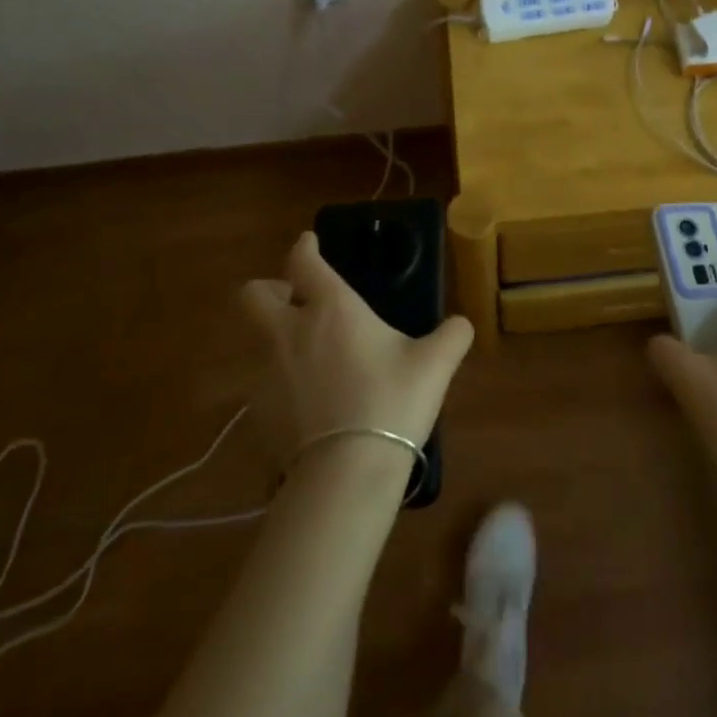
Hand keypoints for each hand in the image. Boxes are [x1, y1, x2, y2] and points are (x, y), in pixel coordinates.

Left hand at [238, 232, 473, 471]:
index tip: (308, 243)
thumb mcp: (435, 364)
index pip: (303, 262)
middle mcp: (290, 331)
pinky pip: (266, 385)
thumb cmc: (392, 402)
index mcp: (331, 308)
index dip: (304, 248)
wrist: (345, 473)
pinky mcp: (258, 413)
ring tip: (315, 363)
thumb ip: (452, 335)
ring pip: (260, 342)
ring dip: (280, 341)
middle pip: (254, 295)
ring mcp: (267, 373)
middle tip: (295, 301)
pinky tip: (312, 406)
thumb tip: (461, 324)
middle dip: (269, 290)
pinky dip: (284, 385)